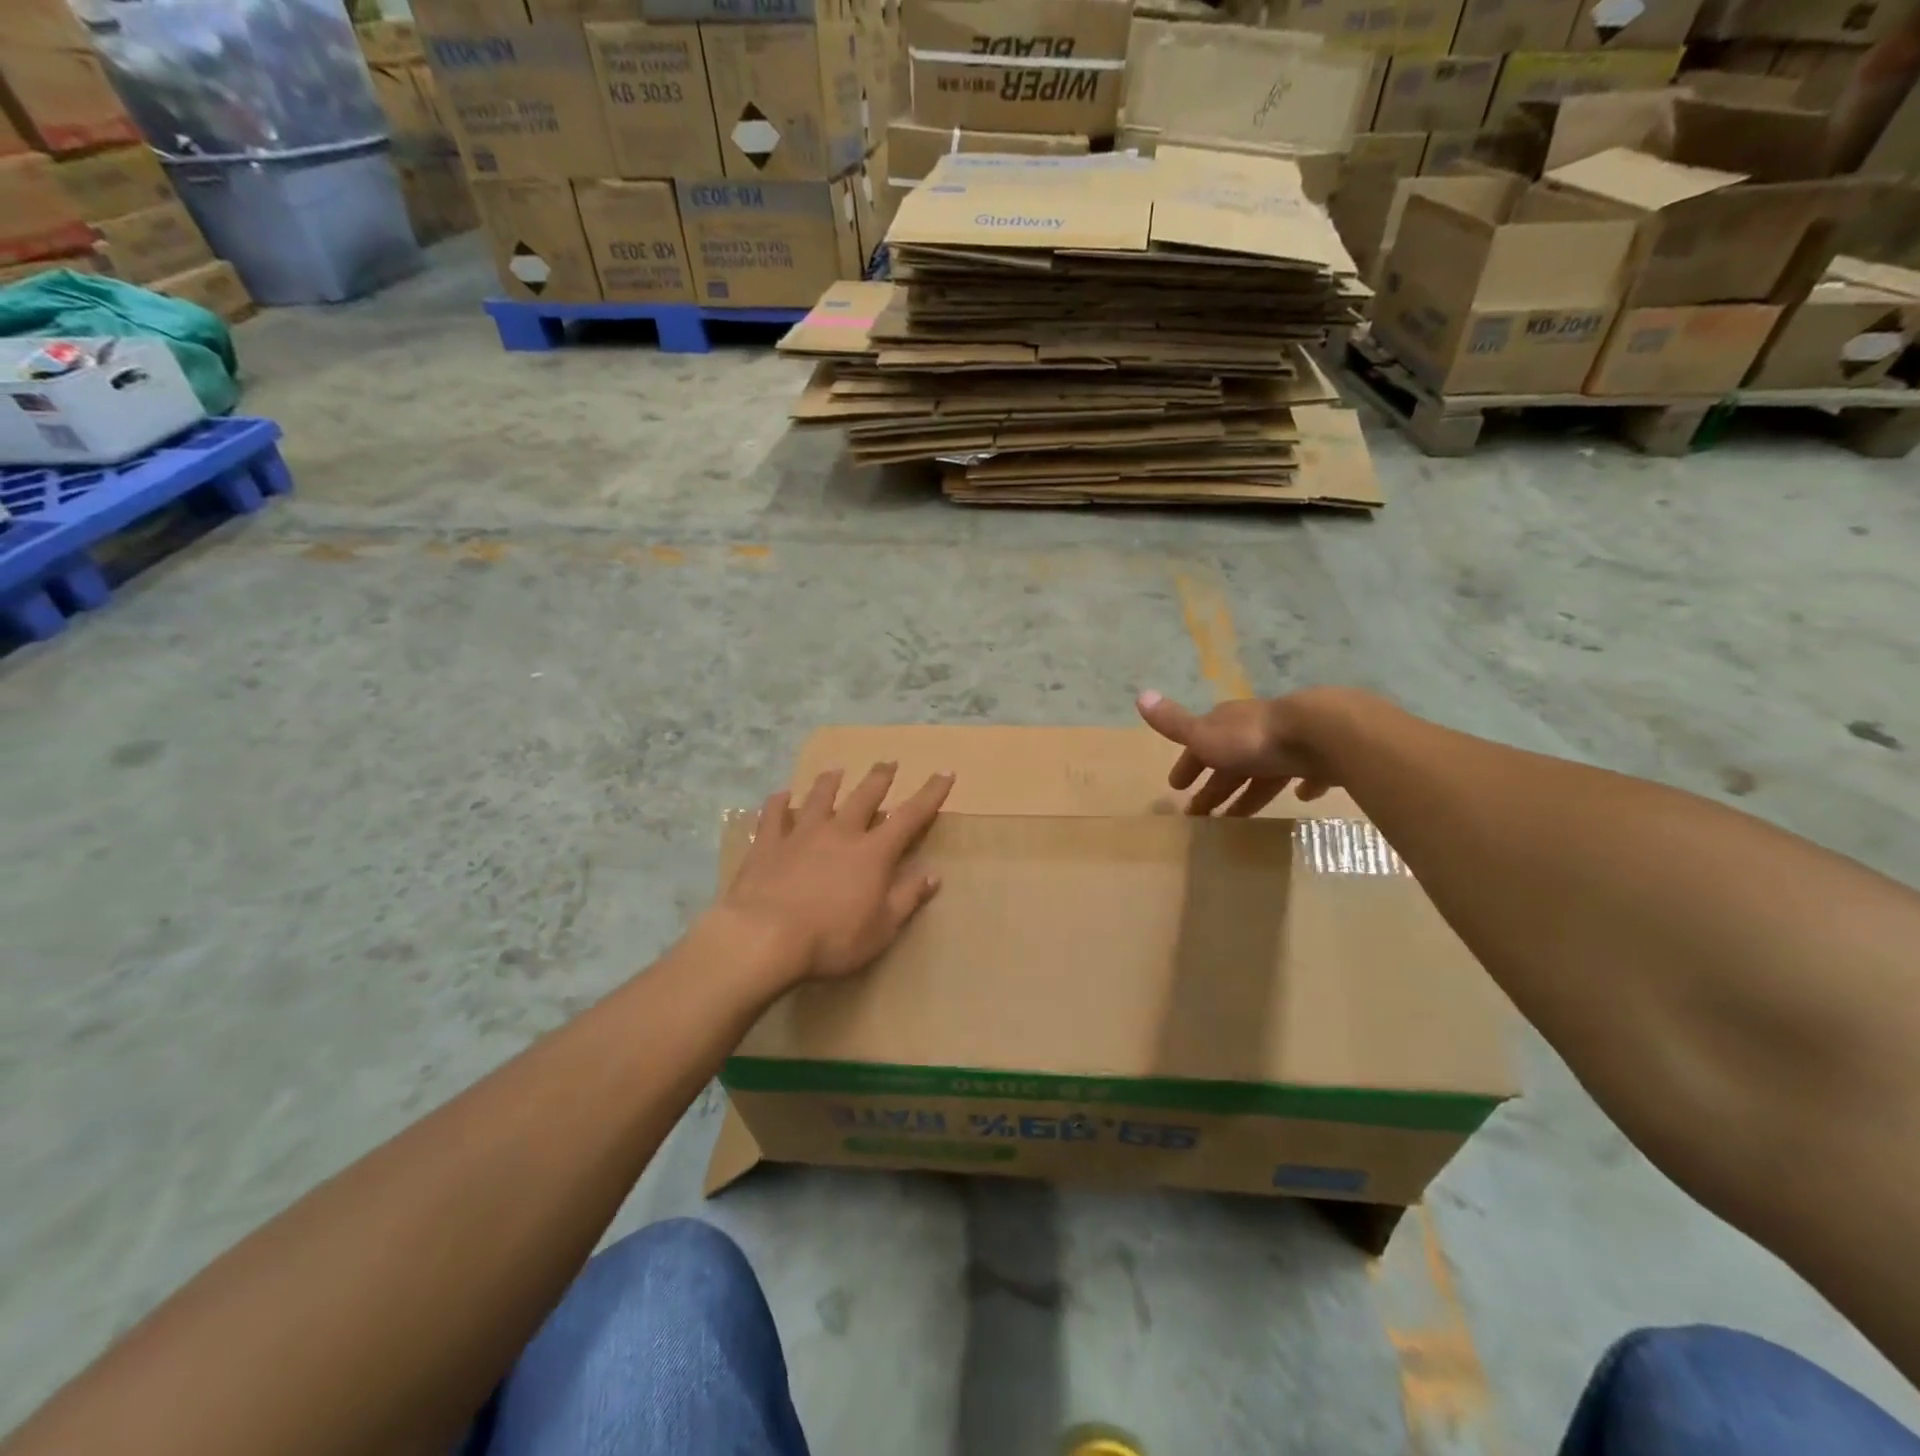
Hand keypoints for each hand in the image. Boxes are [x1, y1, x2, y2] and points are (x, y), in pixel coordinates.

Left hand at [721, 763, 953, 980]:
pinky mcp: (768, 845)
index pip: (909, 816)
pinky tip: (781, 795)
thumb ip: (907, 898)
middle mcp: (840, 833)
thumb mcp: (882, 929)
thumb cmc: (832, 939)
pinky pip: (774, 815)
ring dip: (829, 782)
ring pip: (819, 798)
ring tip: (836, 770)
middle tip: (888, 762)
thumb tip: (933, 875)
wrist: (764, 937)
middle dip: (879, 778)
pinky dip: (779, 803)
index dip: (930, 794)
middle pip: (864, 797)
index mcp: (873, 853)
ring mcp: (801, 835)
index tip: (944, 773)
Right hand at [1136, 689, 1340, 815]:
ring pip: (1264, 772)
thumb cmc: (1254, 739)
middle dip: (1215, 786)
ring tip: (1238, 818)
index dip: (1188, 765)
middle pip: (1231, 763)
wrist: (1320, 734)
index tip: (1177, 787)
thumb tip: (1140, 695)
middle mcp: (1256, 732)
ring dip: (1250, 792)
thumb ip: (1174, 722)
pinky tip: (1300, 797)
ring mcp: (1290, 745)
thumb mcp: (1205, 734)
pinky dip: (1300, 785)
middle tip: (1201, 815)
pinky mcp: (1320, 760)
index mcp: (1228, 725)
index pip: (1201, 745)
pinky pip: (1306, 774)